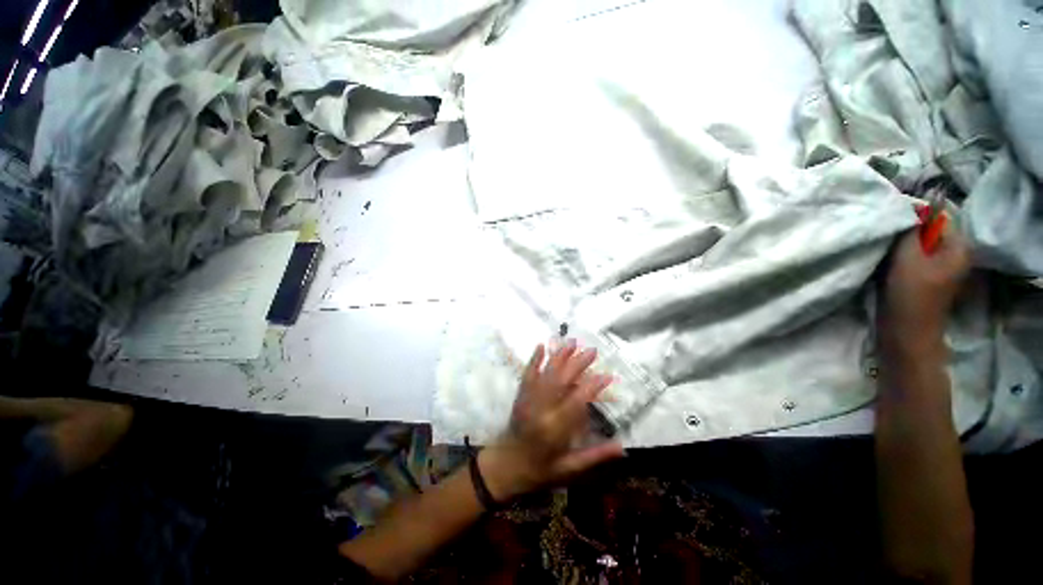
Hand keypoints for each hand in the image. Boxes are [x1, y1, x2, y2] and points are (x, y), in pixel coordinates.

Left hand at [478, 340, 624, 500]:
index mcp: (554, 429)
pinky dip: (535, 359)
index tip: (607, 375)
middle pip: (561, 381)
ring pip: (546, 374)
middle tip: (593, 351)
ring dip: (559, 356)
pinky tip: (541, 346)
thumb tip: (622, 447)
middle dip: (578, 364)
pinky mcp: (520, 395)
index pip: (576, 402)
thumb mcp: (569, 469)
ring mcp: (528, 399)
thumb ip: (595, 456)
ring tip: (572, 342)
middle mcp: (541, 409)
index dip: (592, 387)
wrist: (505, 465)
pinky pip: (528, 374)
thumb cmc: (540, 470)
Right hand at [880, 220, 969, 354]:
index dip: (914, 216)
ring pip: (918, 246)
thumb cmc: (911, 294)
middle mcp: (953, 255)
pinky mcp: (925, 279)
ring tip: (883, 248)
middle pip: (927, 233)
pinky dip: (899, 257)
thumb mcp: (908, 257)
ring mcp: (939, 269)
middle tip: (884, 235)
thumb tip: (908, 208)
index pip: (938, 218)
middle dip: (906, 232)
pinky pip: (912, 259)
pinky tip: (886, 262)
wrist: (906, 332)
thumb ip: (910, 231)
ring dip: (900, 246)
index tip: (890, 220)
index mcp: (958, 248)